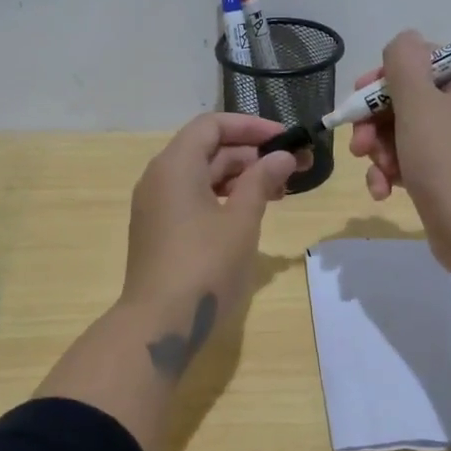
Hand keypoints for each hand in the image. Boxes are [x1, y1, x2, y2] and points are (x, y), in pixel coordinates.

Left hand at [120, 113, 303, 340]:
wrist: (159, 325)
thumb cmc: (205, 266)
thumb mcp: (242, 221)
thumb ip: (262, 181)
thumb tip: (282, 156)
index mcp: (175, 165)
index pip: (212, 125)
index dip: (251, 126)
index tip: (285, 138)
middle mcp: (159, 177)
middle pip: (207, 149)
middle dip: (251, 154)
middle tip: (293, 168)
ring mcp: (156, 206)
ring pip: (201, 175)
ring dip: (240, 177)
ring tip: (279, 192)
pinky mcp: (159, 231)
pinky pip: (192, 198)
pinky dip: (222, 197)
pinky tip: (250, 213)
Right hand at [347, 31, 450, 274]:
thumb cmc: (445, 159)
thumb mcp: (418, 102)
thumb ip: (404, 62)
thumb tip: (403, 40)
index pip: (423, 61)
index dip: (386, 77)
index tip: (360, 96)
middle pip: (409, 99)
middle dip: (376, 122)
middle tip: (358, 143)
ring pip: (404, 132)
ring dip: (380, 150)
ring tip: (374, 170)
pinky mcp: (450, 174)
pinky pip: (413, 160)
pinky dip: (393, 171)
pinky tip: (382, 190)